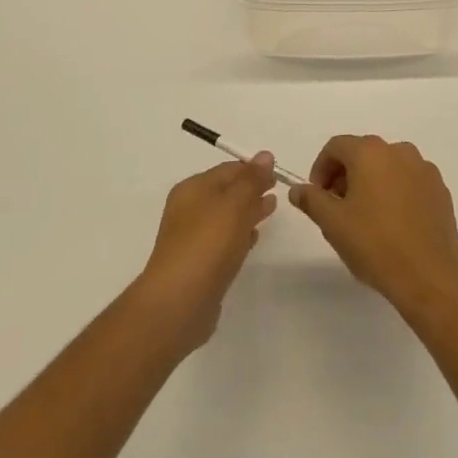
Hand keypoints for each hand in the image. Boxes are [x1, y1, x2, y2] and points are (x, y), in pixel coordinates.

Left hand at [135, 155, 277, 353]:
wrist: (179, 302)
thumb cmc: (207, 243)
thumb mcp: (234, 203)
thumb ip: (251, 179)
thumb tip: (265, 155)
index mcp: (193, 189)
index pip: (228, 169)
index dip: (253, 168)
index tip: (278, 172)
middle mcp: (190, 210)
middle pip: (226, 192)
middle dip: (251, 188)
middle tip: (278, 189)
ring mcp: (193, 239)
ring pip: (226, 217)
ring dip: (248, 211)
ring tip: (271, 210)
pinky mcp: (200, 265)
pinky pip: (224, 241)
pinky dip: (240, 235)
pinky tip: (254, 239)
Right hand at [290, 136, 457, 318]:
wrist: (428, 277)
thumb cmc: (375, 244)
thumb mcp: (332, 223)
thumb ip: (311, 200)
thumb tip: (298, 190)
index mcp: (370, 153)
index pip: (336, 146)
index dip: (320, 168)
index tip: (317, 196)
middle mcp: (400, 151)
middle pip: (363, 153)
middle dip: (345, 175)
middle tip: (337, 207)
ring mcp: (424, 169)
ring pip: (387, 166)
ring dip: (370, 182)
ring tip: (365, 217)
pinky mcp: (440, 190)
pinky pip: (409, 181)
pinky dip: (395, 191)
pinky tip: (392, 223)